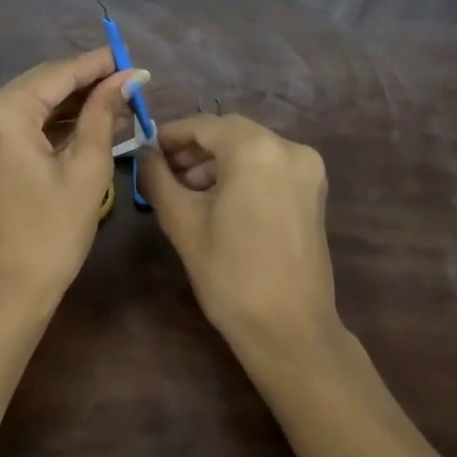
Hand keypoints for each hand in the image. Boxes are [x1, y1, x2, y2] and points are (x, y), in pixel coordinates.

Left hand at [0, 47, 145, 313]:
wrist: (4, 292)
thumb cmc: (51, 234)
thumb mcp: (86, 169)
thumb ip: (104, 113)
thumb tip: (129, 77)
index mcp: (2, 111)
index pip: (58, 73)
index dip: (98, 65)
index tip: (133, 59)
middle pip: (43, 83)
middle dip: (87, 82)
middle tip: (131, 83)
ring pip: (33, 100)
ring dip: (72, 102)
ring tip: (118, 102)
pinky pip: (21, 120)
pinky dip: (52, 120)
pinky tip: (87, 121)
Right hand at [140, 114, 337, 352]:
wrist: (289, 330)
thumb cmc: (230, 273)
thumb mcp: (182, 221)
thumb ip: (157, 177)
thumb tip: (143, 154)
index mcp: (256, 149)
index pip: (203, 125)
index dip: (171, 135)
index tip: (146, 150)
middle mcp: (288, 148)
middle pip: (229, 132)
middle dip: (194, 148)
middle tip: (162, 170)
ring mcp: (307, 169)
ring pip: (250, 148)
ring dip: (216, 161)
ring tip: (185, 189)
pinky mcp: (313, 191)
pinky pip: (268, 165)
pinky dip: (241, 172)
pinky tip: (217, 198)